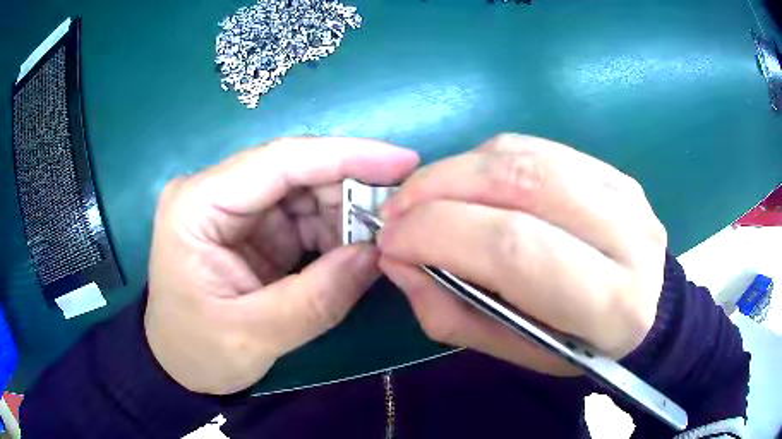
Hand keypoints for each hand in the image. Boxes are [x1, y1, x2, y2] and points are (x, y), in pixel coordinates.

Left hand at [146, 137, 418, 393]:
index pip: (279, 161)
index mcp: (198, 204)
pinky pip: (303, 219)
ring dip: (345, 214)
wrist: (180, 366)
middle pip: (295, 172)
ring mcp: (235, 210)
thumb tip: (377, 254)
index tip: (402, 160)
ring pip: (304, 193)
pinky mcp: (253, 230)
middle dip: (351, 190)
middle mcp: (215, 193)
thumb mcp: (254, 335)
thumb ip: (318, 298)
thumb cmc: (198, 350)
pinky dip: (333, 233)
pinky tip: (354, 253)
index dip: (346, 155)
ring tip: (380, 240)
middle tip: (400, 214)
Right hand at [378, 134, 666, 375]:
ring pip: (525, 155)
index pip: (514, 248)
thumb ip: (450, 311)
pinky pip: (538, 147)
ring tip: (423, 194)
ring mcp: (624, 192)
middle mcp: (627, 236)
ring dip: (457, 168)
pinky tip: (468, 182)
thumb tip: (399, 259)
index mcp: (607, 303)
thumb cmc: (578, 346)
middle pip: (519, 184)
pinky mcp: (613, 170)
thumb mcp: (513, 351)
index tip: (391, 241)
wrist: (644, 312)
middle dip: (438, 188)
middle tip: (396, 210)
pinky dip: (487, 158)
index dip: (439, 234)